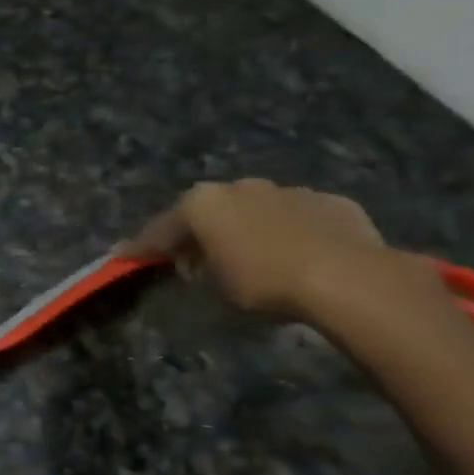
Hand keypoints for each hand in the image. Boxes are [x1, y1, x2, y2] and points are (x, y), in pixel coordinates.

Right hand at [125, 178, 436, 319]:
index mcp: (203, 202)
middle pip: (209, 211)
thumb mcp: (216, 288)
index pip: (162, 228)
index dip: (144, 246)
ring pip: (255, 209)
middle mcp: (240, 186)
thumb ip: (198, 269)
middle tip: (194, 263)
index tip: (126, 257)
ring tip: (251, 258)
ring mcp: (288, 190)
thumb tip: (195, 266)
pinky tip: (298, 255)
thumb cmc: (263, 282)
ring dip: (246, 229)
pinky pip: (299, 217)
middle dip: (199, 234)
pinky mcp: (330, 201)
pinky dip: (290, 232)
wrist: (346, 277)